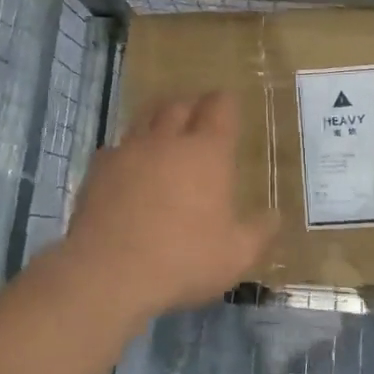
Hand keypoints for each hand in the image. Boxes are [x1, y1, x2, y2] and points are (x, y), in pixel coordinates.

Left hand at [61, 91, 277, 323]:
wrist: (108, 271)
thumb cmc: (183, 259)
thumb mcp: (236, 255)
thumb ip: (260, 231)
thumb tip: (274, 215)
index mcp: (207, 152)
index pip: (220, 107)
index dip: (226, 102)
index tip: (228, 103)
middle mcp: (168, 140)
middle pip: (179, 105)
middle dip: (191, 105)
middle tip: (197, 115)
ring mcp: (129, 150)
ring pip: (144, 119)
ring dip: (157, 121)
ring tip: (163, 133)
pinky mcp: (99, 168)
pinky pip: (116, 148)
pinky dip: (127, 152)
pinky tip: (128, 169)